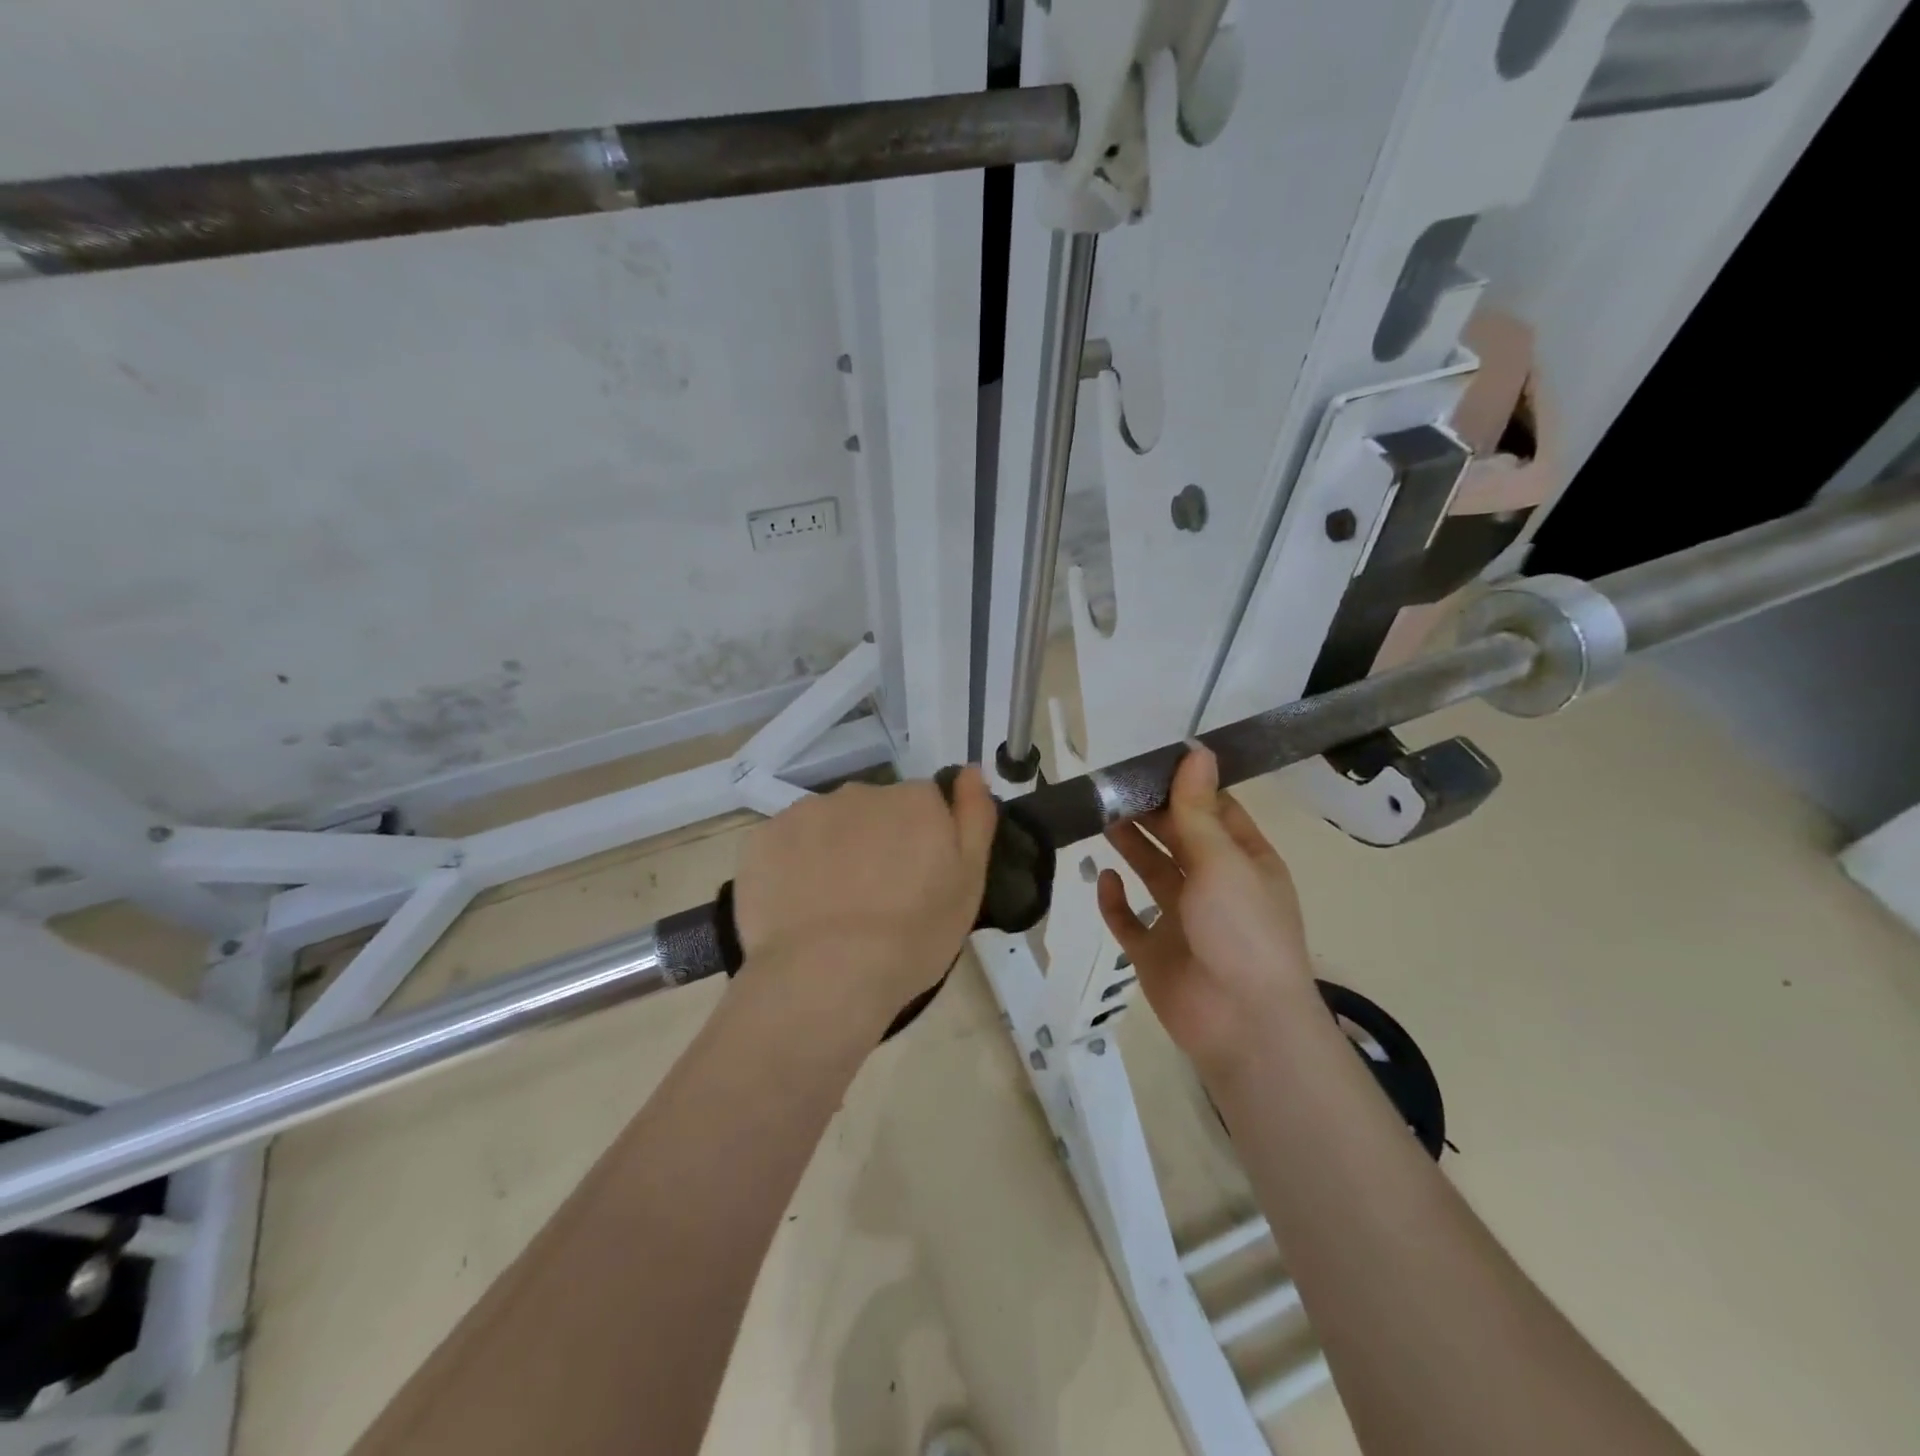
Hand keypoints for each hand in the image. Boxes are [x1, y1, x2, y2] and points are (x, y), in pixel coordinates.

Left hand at [732, 769, 997, 1024]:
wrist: (827, 975)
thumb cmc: (913, 936)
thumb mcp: (969, 882)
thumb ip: (975, 817)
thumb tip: (970, 770)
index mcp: (915, 800)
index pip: (925, 805)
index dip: (922, 842)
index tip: (917, 881)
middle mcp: (862, 792)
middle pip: (875, 810)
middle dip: (877, 842)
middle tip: (876, 899)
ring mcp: (808, 811)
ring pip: (829, 825)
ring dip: (834, 851)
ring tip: (832, 908)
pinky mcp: (765, 837)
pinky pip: (788, 844)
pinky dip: (794, 866)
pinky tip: (798, 906)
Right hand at [1096, 747, 1315, 1069]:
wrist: (1241, 1023)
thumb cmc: (1240, 930)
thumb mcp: (1221, 860)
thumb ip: (1198, 808)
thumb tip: (1196, 750)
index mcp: (1245, 862)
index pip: (1214, 811)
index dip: (1185, 786)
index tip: (1148, 762)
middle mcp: (1215, 887)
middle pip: (1178, 839)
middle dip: (1149, 813)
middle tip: (1110, 786)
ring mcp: (1184, 921)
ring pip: (1152, 873)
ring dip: (1131, 846)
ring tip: (1100, 816)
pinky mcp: (1155, 953)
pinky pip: (1129, 920)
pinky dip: (1115, 901)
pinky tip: (1105, 880)